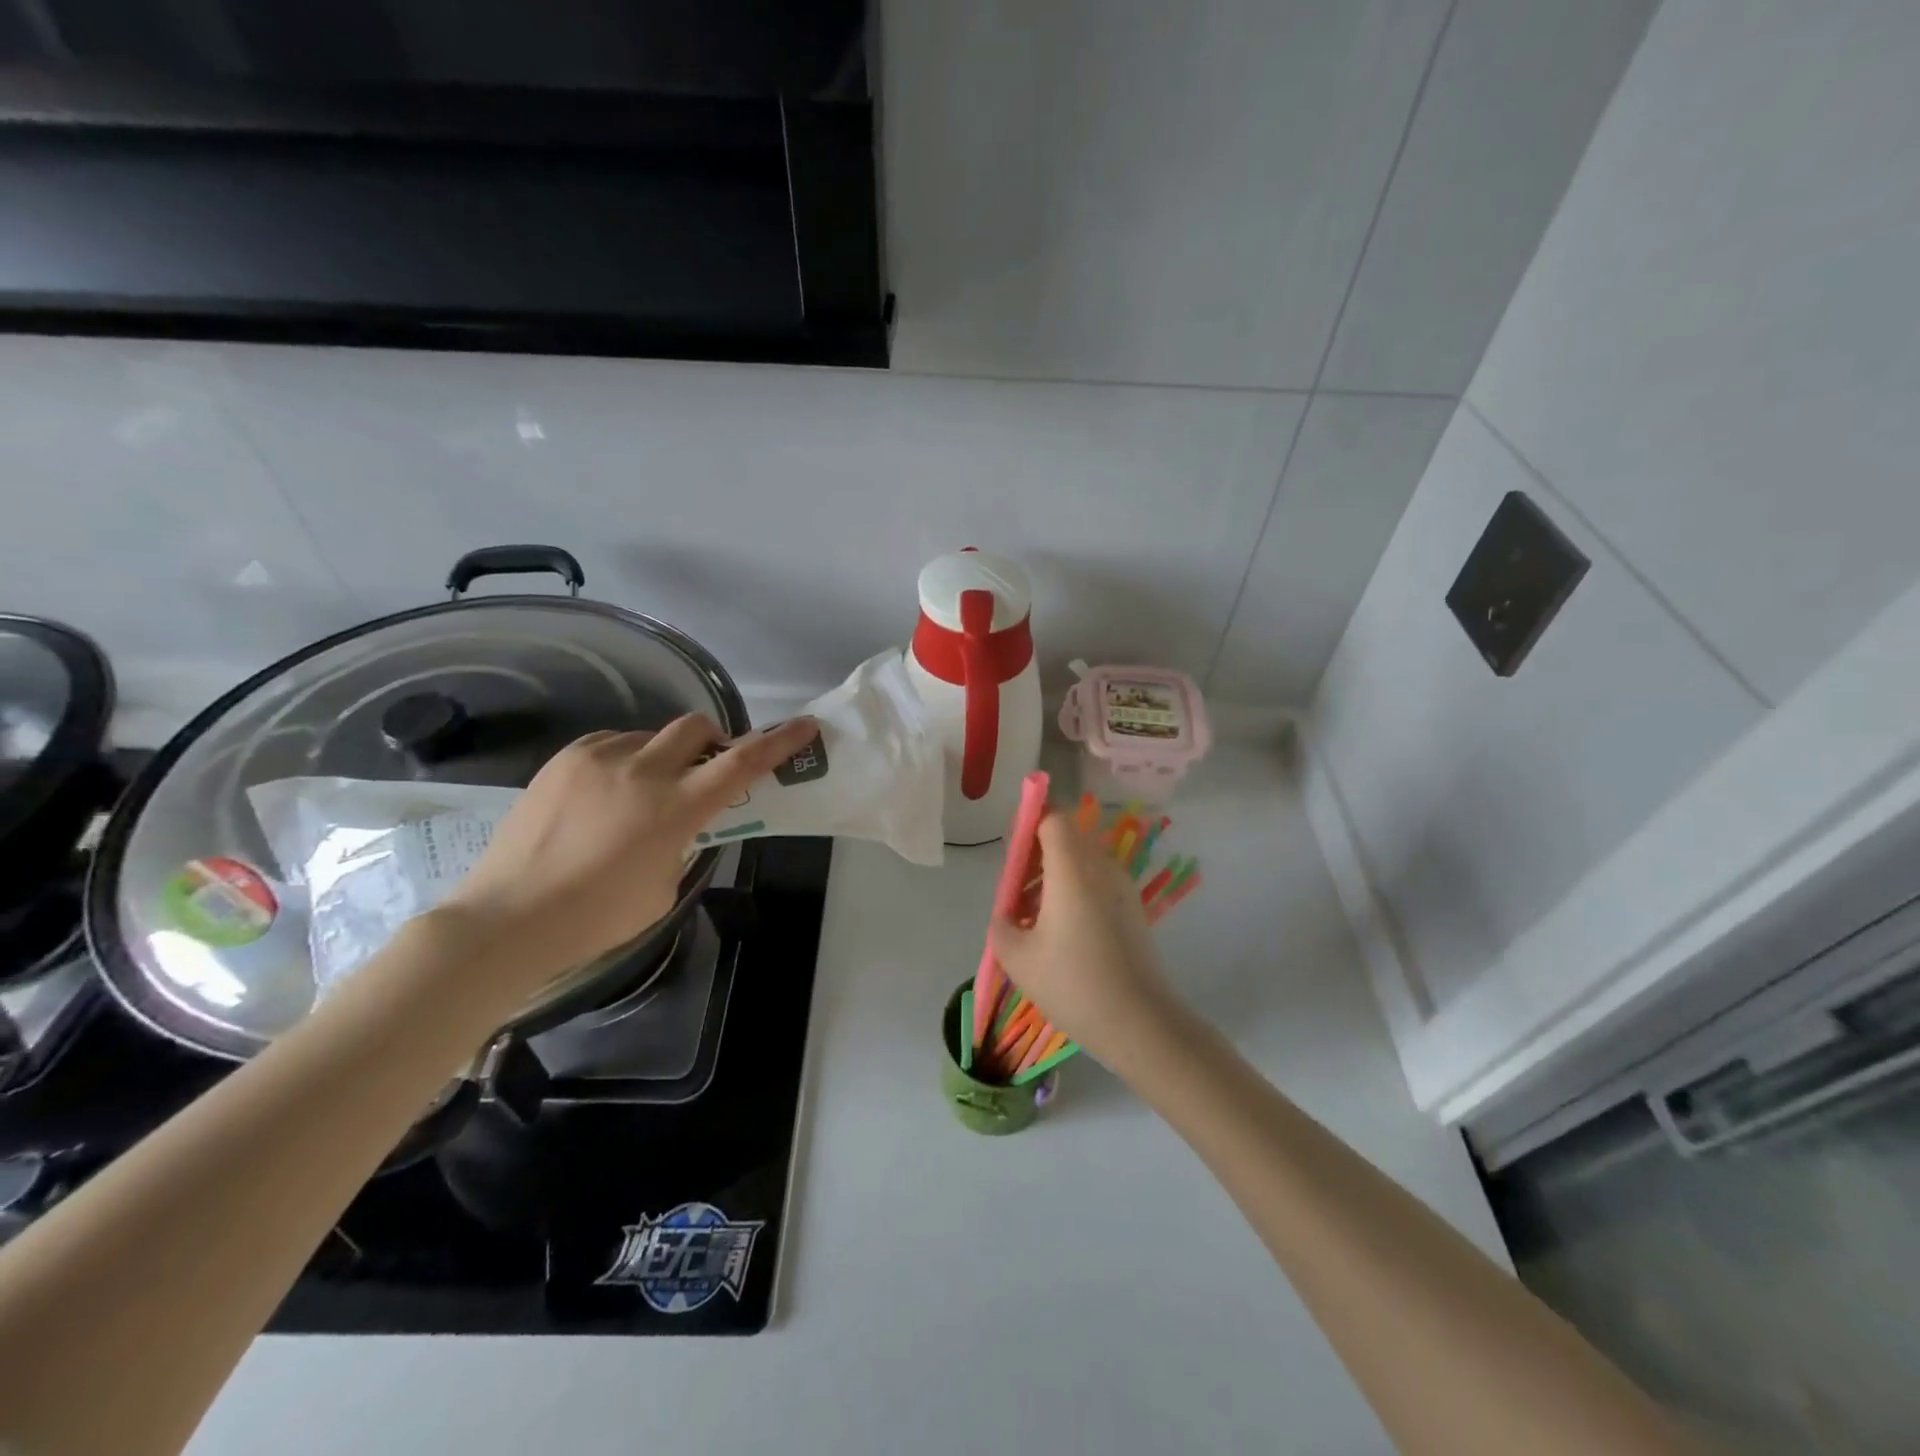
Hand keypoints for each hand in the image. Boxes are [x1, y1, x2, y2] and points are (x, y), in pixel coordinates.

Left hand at [428, 714, 818, 1007]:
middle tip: (706, 768)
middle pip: (696, 728)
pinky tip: (607, 794)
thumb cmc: (596, 918)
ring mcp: (599, 759)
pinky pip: (611, 745)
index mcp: (675, 808)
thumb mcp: (664, 888)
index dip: (778, 742)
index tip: (805, 725)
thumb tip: (679, 824)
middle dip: (713, 740)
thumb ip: (683, 844)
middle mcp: (642, 771)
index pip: (741, 764)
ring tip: (642, 793)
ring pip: (650, 736)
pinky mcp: (564, 759)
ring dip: (663, 756)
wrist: (506, 920)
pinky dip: (625, 761)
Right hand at [988, 808, 1177, 1064]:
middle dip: (1036, 854)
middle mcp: (1102, 867)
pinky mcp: (1133, 910)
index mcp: (1073, 868)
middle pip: (1067, 837)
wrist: (1141, 1023)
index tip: (1010, 853)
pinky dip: (1074, 893)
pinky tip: (1060, 935)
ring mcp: (1123, 888)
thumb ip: (1002, 926)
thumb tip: (1008, 916)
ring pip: (1082, 861)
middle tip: (1015, 893)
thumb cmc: (1074, 985)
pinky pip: (1097, 883)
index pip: (1053, 817)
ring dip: (1053, 876)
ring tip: (1032, 920)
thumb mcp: (1018, 959)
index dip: (1029, 823)